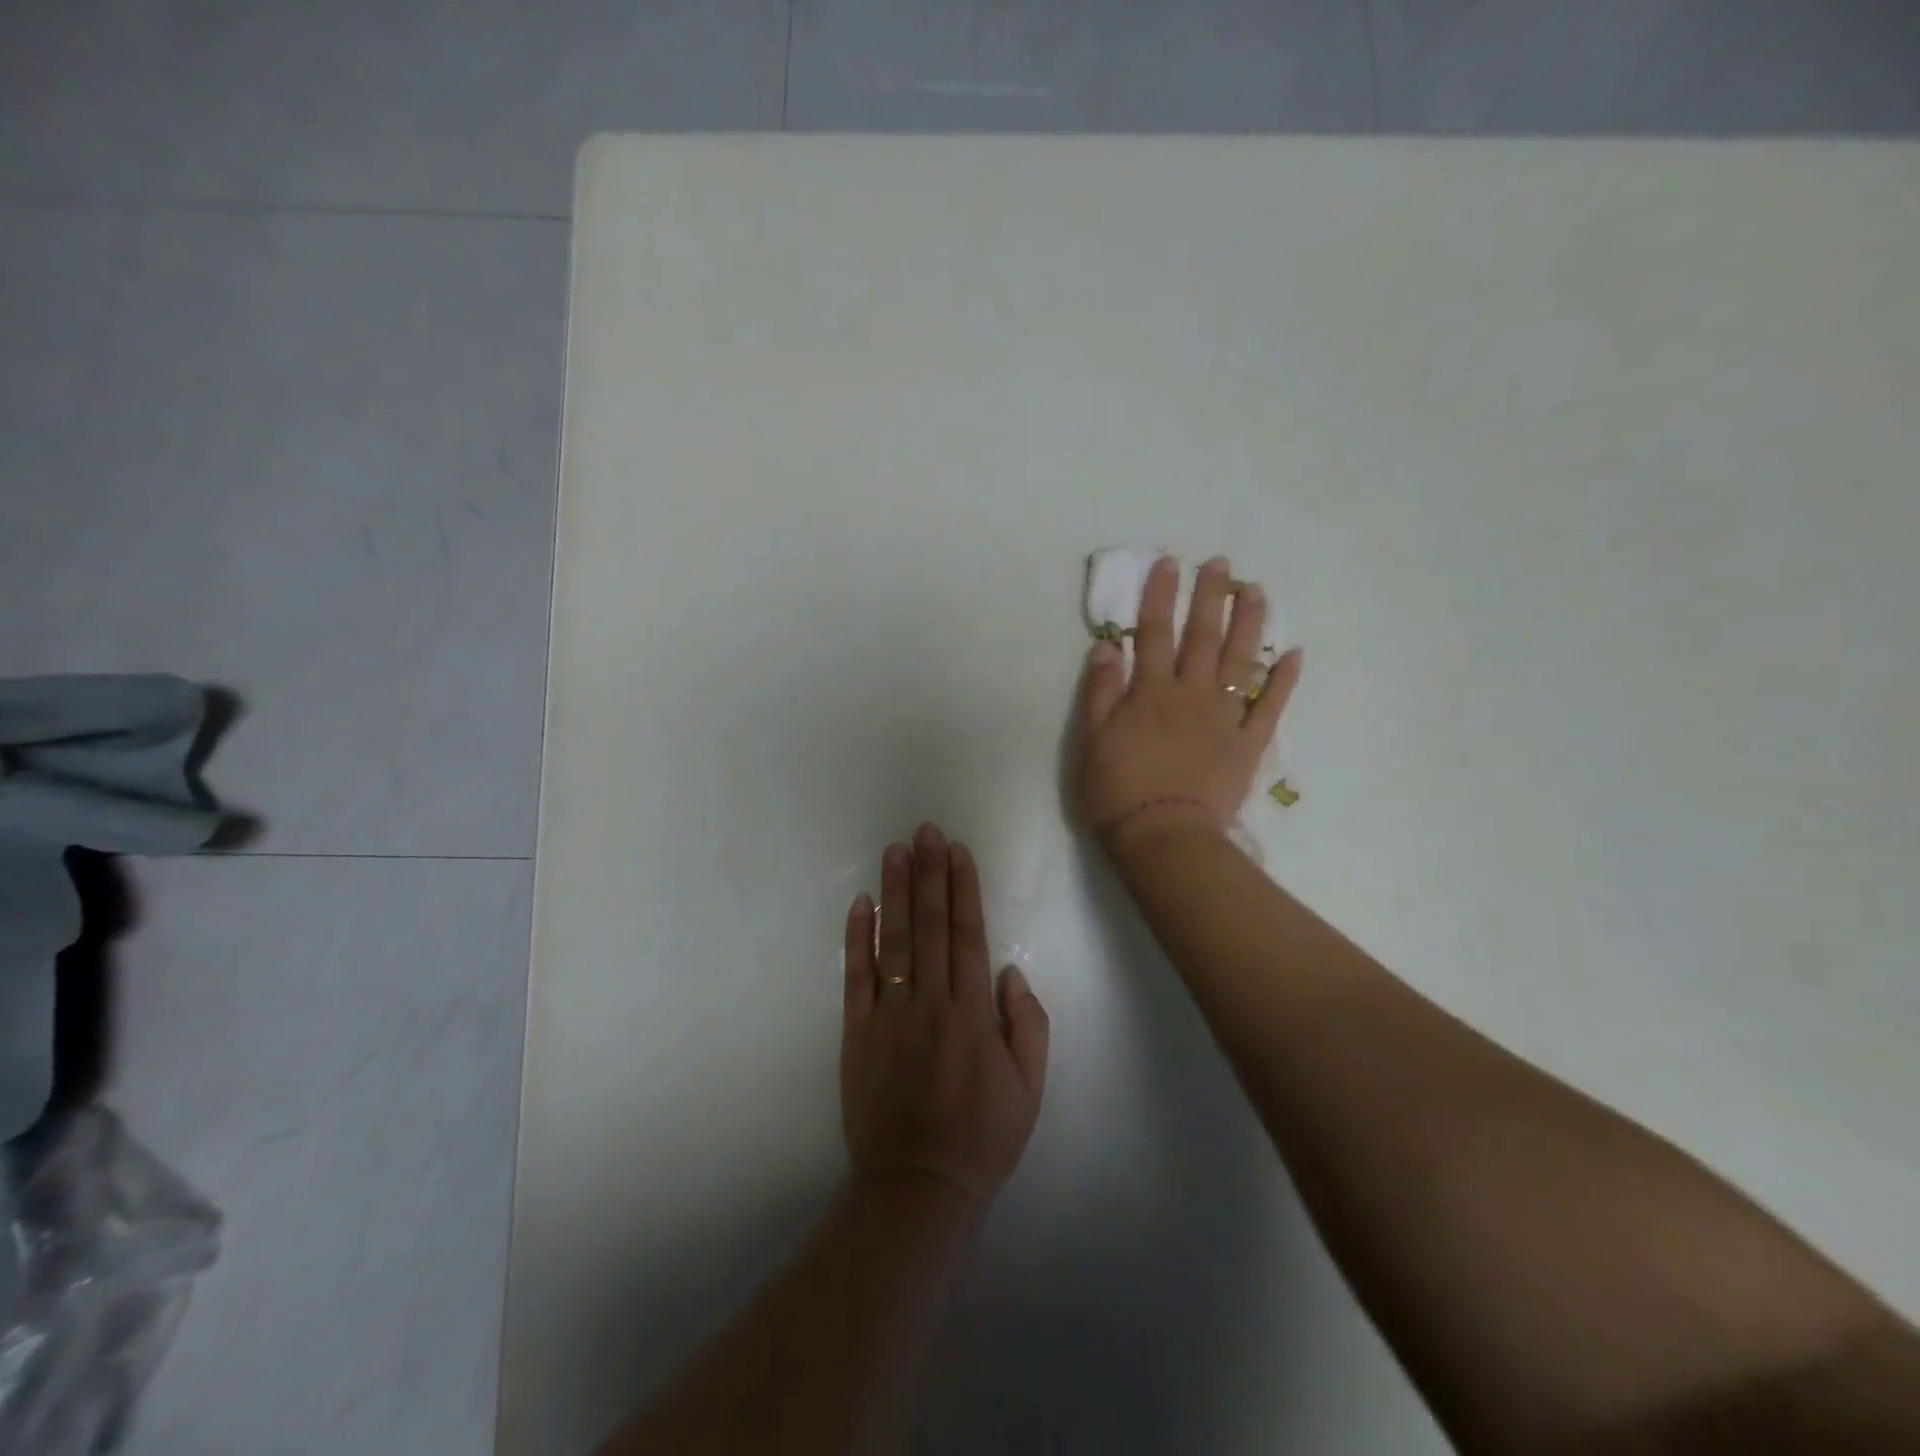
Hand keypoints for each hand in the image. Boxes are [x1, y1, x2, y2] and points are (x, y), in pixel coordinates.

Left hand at [841, 825, 1049, 1209]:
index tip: (957, 852)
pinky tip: (860, 904)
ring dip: (894, 892)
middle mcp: (930, 1003)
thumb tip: (1010, 971)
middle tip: (926, 830)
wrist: (919, 1188)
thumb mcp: (1030, 1088)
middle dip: (929, 873)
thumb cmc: (982, 1137)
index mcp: (973, 1013)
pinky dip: (857, 939)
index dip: (963, 889)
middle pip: (929, 926)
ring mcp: (889, 1015)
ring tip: (895, 850)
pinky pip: (856, 978)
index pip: (967, 935)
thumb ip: (1027, 1024)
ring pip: (893, 941)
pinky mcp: (857, 1033)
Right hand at [1070, 554, 1302, 847]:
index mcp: (1151, 692)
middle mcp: (1192, 694)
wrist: (1164, 836)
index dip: (1160, 596)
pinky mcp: (1248, 744)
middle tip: (1220, 564)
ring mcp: (1225, 718)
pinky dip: (1284, 680)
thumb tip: (1108, 646)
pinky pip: (1270, 707)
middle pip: (1203, 637)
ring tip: (1256, 591)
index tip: (1169, 562)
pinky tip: (1294, 654)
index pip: (1154, 632)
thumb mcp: (1091, 740)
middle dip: (1210, 597)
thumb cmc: (1118, 791)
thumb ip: (1100, 691)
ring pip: (1241, 661)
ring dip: (1249, 624)